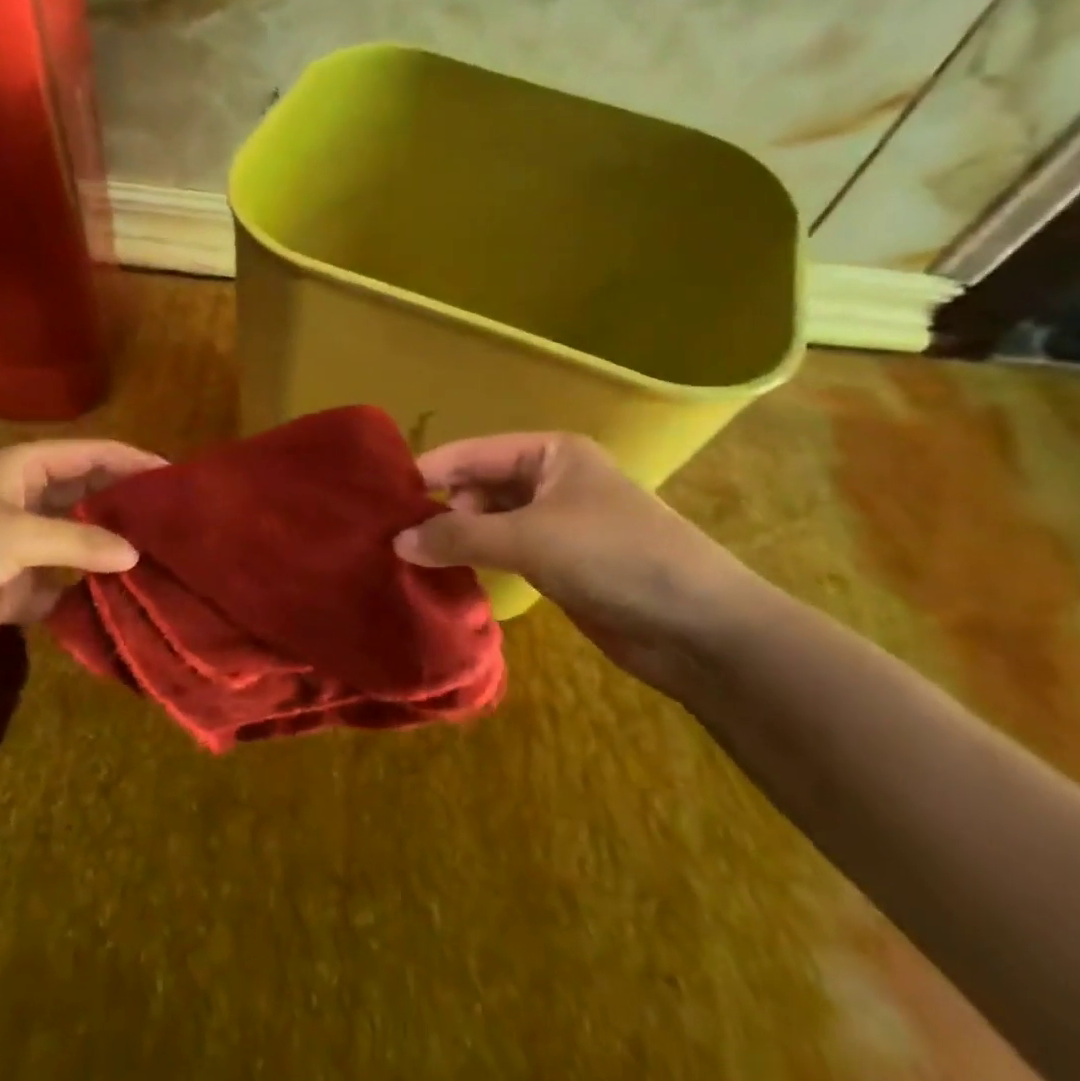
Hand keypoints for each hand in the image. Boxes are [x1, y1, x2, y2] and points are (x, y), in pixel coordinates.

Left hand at [0, 439, 165, 663]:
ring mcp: (24, 546)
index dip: (135, 462)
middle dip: (130, 510)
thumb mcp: (15, 533)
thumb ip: (78, 542)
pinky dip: (85, 596)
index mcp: (29, 468)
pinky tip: (121, 606)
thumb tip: (136, 555)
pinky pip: (62, 588)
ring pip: (81, 545)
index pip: (94, 455)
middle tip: (179, 527)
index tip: (178, 478)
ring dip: (112, 556)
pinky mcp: (16, 588)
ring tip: (163, 566)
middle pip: (93, 498)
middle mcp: (32, 500)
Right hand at [394, 433, 762, 694]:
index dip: (427, 472)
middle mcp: (551, 479)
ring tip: (409, 559)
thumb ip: (459, 537)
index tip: (379, 497)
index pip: (472, 452)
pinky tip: (447, 577)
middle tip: (391, 537)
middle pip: (478, 485)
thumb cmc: (615, 557)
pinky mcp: (560, 563)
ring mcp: (556, 522)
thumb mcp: (530, 538)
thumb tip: (397, 542)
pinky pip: (505, 552)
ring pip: (489, 521)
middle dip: (439, 508)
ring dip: (456, 538)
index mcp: (549, 452)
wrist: (700, 628)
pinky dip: (478, 560)